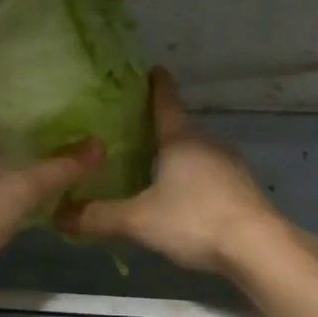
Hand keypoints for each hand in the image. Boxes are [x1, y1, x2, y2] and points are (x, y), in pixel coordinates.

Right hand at [55, 68, 290, 275]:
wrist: (259, 248)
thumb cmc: (194, 219)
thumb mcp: (139, 220)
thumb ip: (99, 217)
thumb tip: (58, 215)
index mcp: (181, 140)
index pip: (165, 102)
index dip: (156, 85)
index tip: (152, 69)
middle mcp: (208, 145)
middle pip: (181, 131)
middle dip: (161, 132)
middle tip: (135, 135)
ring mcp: (231, 167)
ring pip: (198, 156)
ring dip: (179, 161)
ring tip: (155, 173)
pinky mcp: (244, 191)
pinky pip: (212, 178)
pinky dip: (196, 183)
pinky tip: (185, 204)